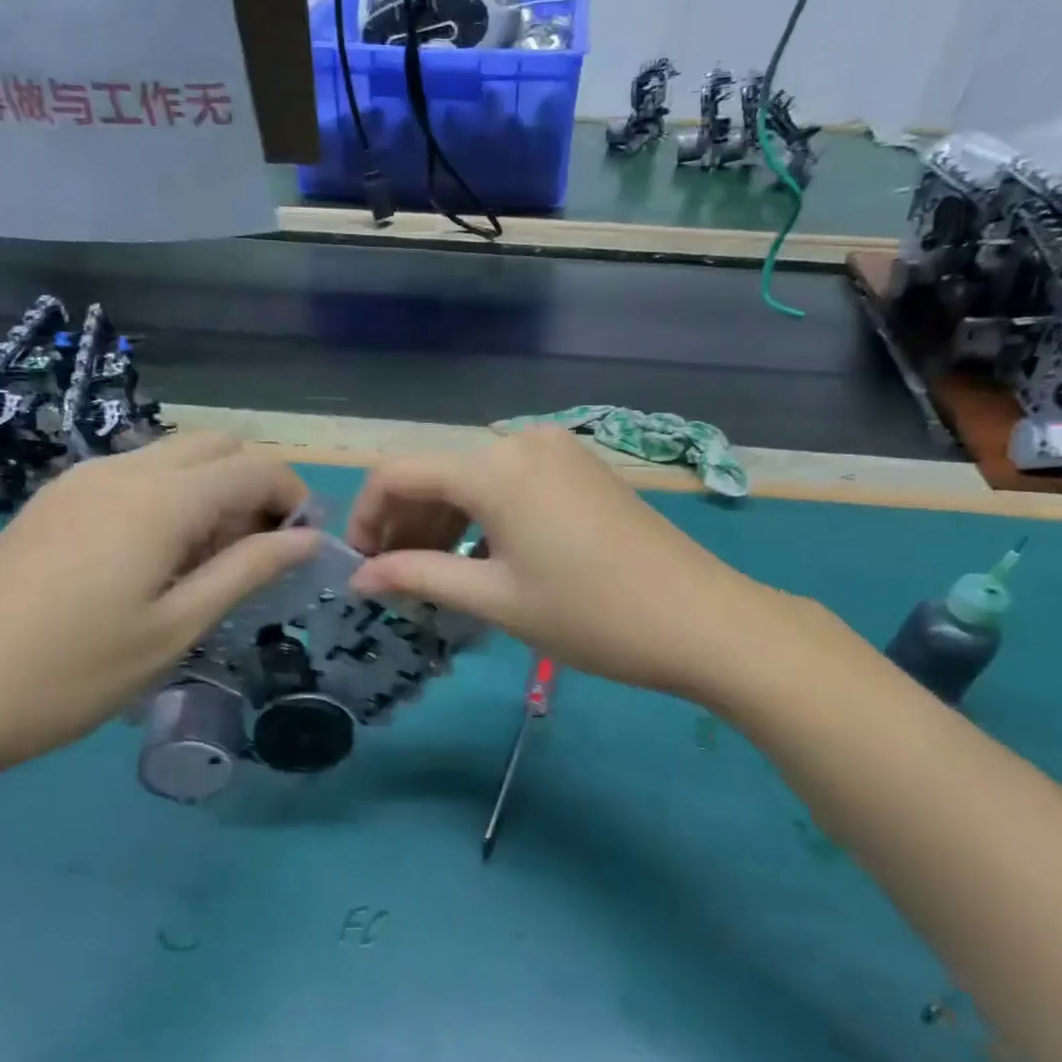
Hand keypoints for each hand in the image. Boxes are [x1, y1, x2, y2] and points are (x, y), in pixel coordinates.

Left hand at [0, 433, 318, 788]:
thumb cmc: (71, 674)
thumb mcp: (176, 629)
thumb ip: (248, 571)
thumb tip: (307, 539)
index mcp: (160, 500)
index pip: (254, 468)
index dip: (293, 498)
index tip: (302, 546)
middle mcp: (122, 470)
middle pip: (217, 446)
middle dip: (255, 485)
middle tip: (257, 552)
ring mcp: (80, 481)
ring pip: (175, 457)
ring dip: (213, 491)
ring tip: (209, 563)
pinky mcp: (54, 501)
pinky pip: (135, 476)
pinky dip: (171, 498)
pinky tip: (156, 561)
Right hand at [346, 426, 775, 700]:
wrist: (701, 620)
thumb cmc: (590, 615)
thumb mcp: (496, 599)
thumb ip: (419, 577)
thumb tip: (360, 578)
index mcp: (493, 467)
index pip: (398, 472)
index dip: (365, 516)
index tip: (360, 565)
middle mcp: (521, 441)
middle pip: (437, 471)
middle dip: (405, 522)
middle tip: (397, 580)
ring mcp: (557, 450)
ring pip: (475, 476)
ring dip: (444, 520)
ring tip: (436, 575)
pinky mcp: (582, 467)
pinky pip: (512, 481)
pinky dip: (484, 514)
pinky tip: (484, 557)